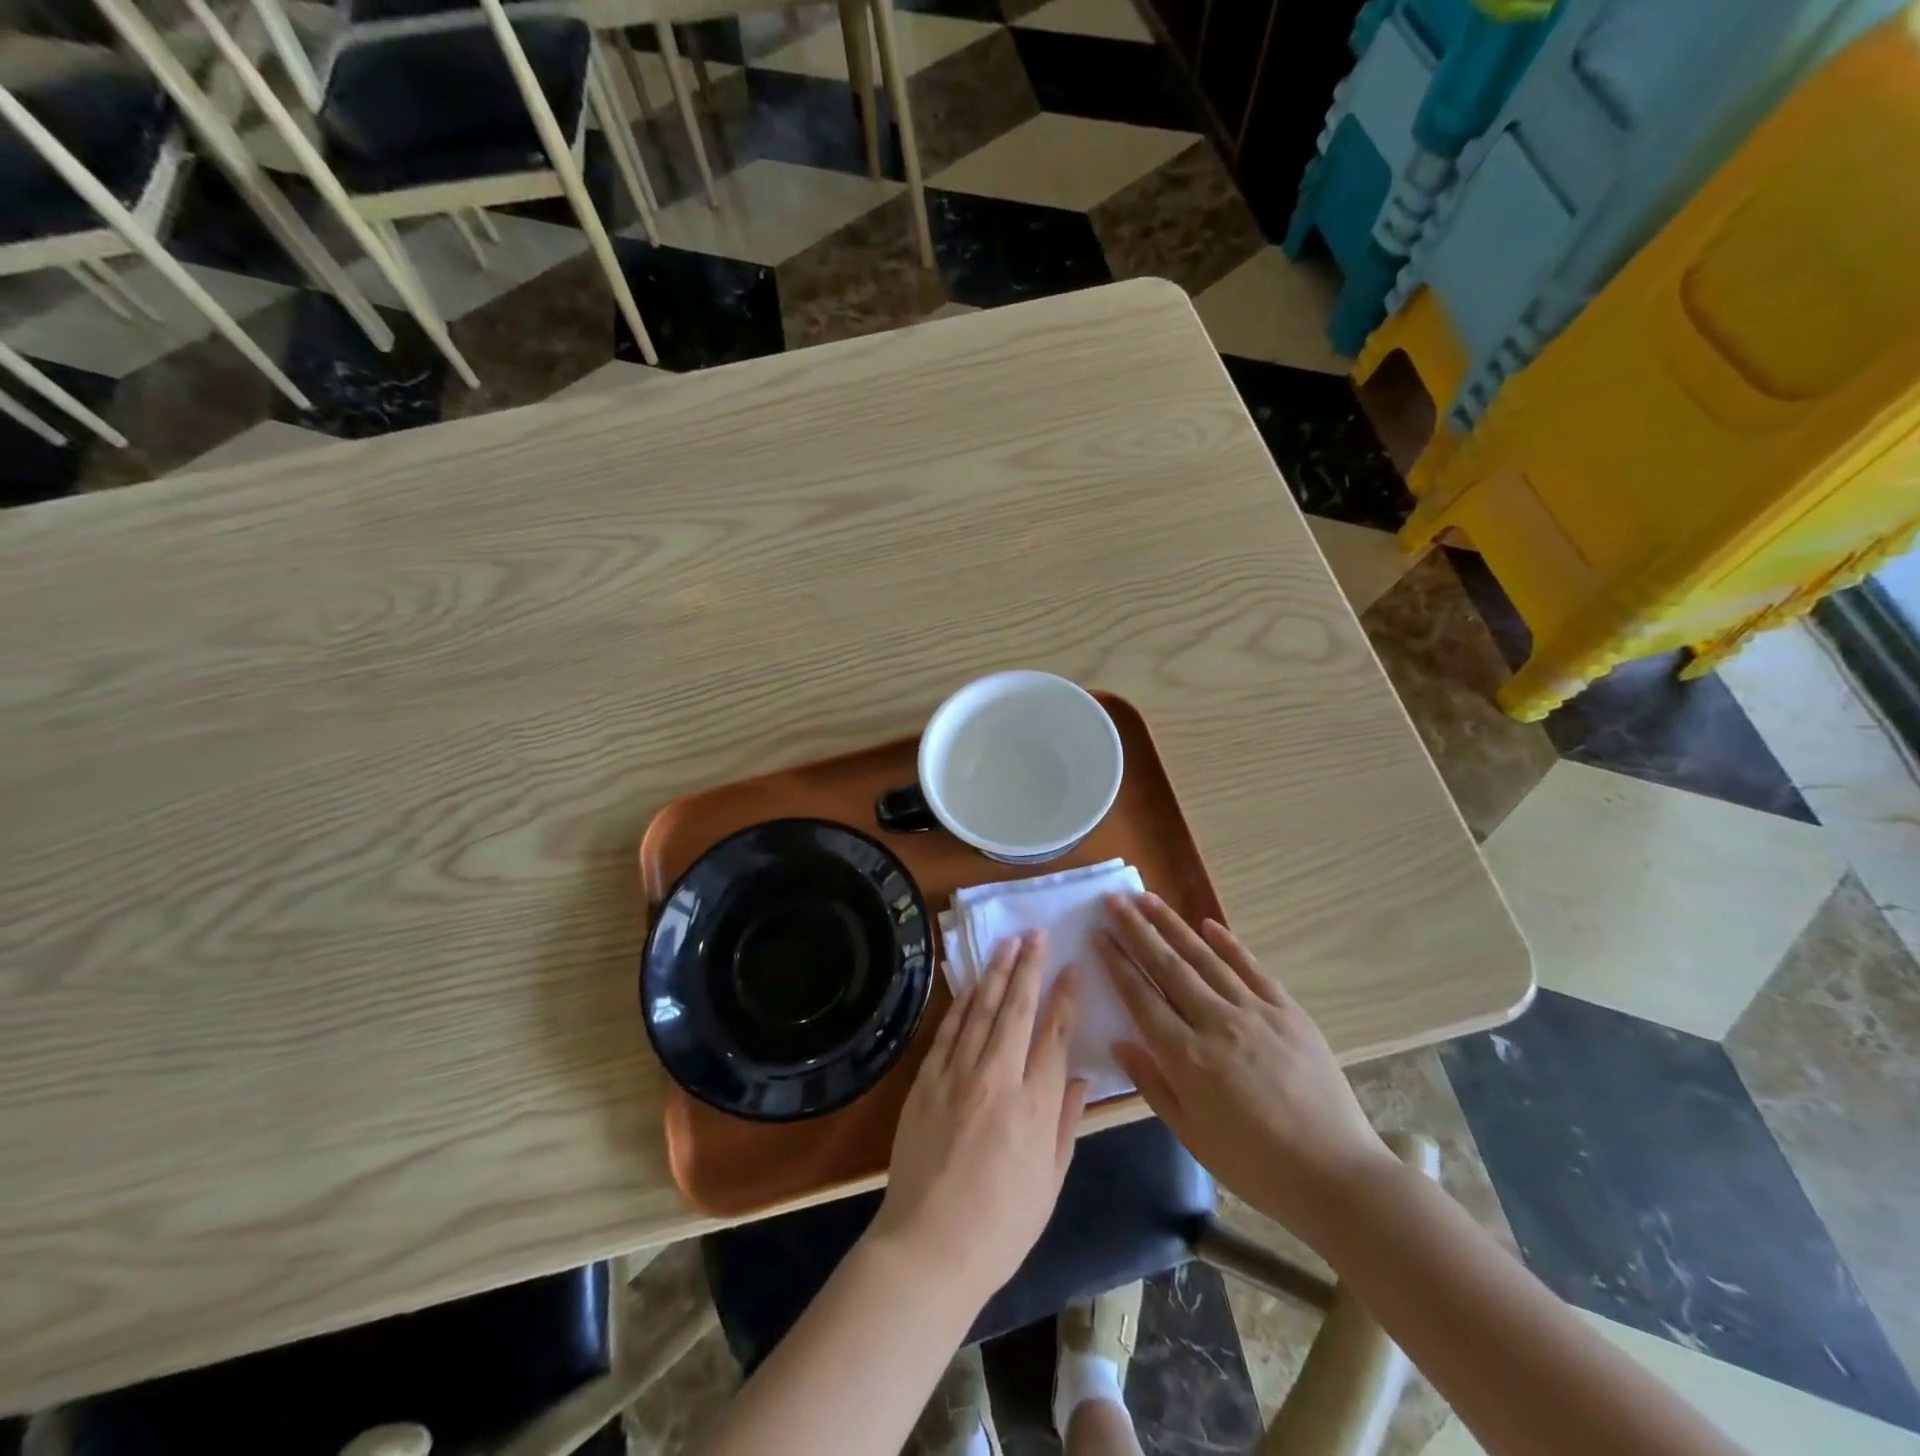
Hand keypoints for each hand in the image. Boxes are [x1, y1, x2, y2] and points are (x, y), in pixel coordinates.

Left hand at [869, 930, 1088, 1306]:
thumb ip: (1066, 1124)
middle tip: (1036, 934)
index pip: (1055, 1034)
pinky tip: (970, 983)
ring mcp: (956, 1075)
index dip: (1066, 996)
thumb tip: (1076, 1077)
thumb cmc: (1001, 1225)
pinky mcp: (926, 1081)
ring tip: (1008, 944)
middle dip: (1029, 967)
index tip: (1073, 968)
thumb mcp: (1051, 1182)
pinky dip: (961, 1002)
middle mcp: (997, 1078)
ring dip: (995, 973)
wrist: (929, 1247)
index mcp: (1035, 1106)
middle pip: (1017, 1009)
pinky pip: (947, 1031)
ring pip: (981, 1010)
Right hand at [1098, 893, 1392, 1249]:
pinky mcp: (1288, 1011)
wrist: (1336, 1175)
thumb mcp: (1190, 1134)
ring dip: (1174, 926)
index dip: (1117, 963)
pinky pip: (1252, 968)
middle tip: (1114, 900)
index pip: (1141, 997)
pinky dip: (1229, 944)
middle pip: (1168, 966)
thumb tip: (1119, 1042)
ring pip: (1205, 958)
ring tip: (1148, 899)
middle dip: (1137, 930)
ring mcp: (1256, 1012)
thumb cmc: (1254, 1164)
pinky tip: (1208, 925)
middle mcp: (1217, 1023)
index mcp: (1188, 1057)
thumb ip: (1152, 1084)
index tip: (1098, 934)